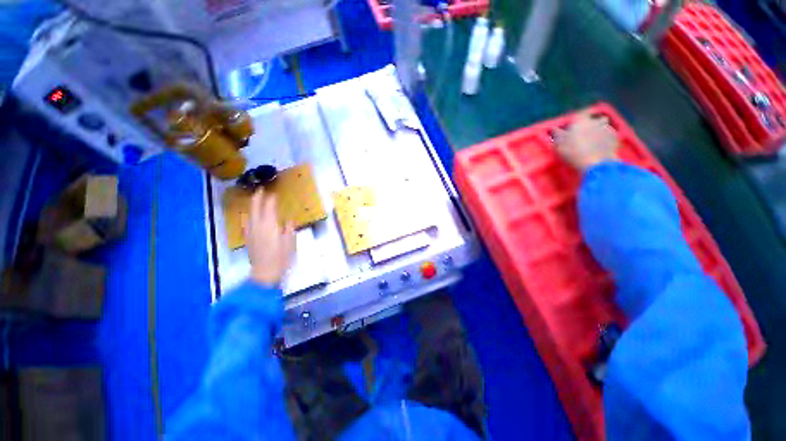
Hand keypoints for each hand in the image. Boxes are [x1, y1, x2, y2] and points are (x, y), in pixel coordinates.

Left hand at [245, 189, 295, 285]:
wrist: (265, 272)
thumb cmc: (281, 256)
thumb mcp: (290, 241)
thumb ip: (289, 228)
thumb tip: (288, 220)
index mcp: (270, 224)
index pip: (269, 206)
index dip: (271, 198)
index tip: (274, 193)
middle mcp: (258, 225)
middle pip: (255, 207)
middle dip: (258, 197)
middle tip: (261, 190)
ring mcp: (251, 231)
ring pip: (249, 213)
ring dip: (253, 205)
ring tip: (256, 200)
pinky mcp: (248, 238)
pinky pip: (247, 221)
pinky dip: (250, 215)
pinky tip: (251, 216)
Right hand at [554, 113, 618, 171]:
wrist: (595, 164)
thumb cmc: (573, 152)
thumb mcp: (558, 144)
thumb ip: (556, 134)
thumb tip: (553, 128)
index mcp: (581, 121)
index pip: (581, 113)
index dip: (578, 118)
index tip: (574, 124)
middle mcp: (595, 121)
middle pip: (596, 118)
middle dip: (593, 122)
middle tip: (586, 132)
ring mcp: (607, 129)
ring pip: (604, 126)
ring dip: (600, 130)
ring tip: (594, 139)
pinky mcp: (615, 138)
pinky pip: (610, 135)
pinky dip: (606, 139)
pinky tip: (601, 146)